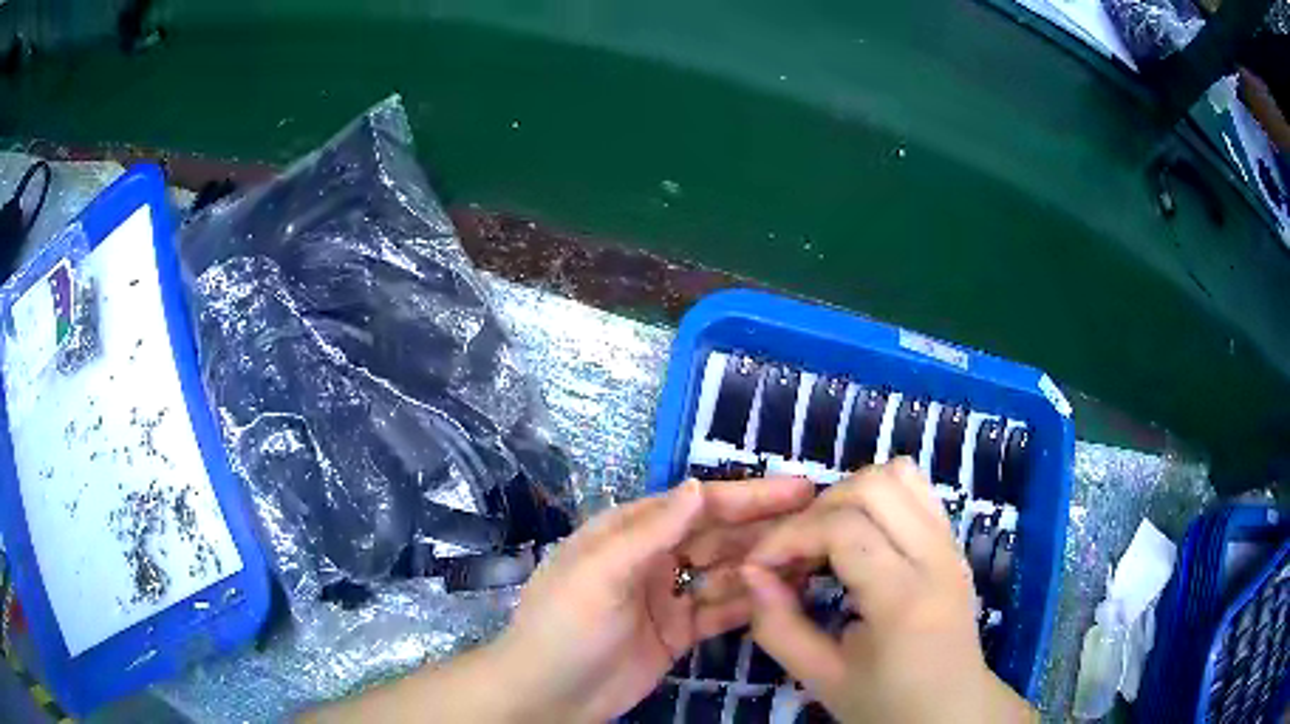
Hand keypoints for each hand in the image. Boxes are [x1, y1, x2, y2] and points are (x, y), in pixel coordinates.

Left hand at [491, 475, 815, 722]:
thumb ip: (651, 532)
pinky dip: (752, 601)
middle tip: (822, 519)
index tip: (798, 489)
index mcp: (630, 533)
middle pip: (719, 536)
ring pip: (727, 572)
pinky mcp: (679, 632)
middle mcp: (654, 558)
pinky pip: (722, 610)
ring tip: (815, 554)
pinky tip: (787, 593)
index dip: (749, 496)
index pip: (698, 506)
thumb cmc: (564, 627)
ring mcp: (669, 597)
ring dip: (767, 563)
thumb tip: (700, 485)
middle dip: (767, 526)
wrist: (547, 697)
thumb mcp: (600, 574)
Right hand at [741, 459, 1035, 723]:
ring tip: (825, 539)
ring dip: (850, 495)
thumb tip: (750, 572)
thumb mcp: (822, 678)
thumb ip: (778, 627)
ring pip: (899, 475)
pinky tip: (859, 537)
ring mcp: (951, 544)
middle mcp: (937, 557)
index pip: (843, 529)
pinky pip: (917, 490)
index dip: (789, 536)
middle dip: (818, 509)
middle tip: (794, 552)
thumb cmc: (886, 704)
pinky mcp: (954, 542)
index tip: (759, 564)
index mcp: (905, 599)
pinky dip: (878, 497)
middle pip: (873, 486)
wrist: (952, 709)